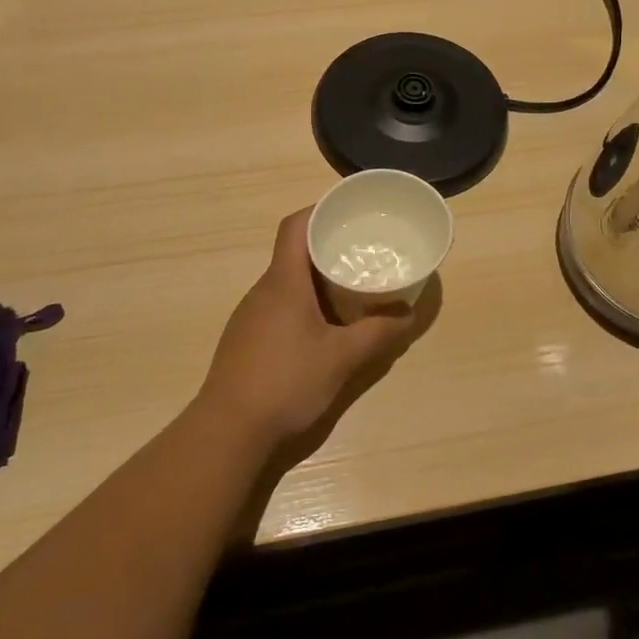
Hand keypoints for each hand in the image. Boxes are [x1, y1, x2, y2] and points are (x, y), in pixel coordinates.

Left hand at [197, 208, 423, 448]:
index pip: (295, 226)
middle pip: (293, 253)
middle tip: (362, 252)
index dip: (320, 209)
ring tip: (350, 288)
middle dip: (327, 247)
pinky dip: (304, 304)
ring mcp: (250, 315)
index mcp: (283, 282)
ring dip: (316, 279)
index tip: (349, 211)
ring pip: (287, 282)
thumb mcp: (342, 358)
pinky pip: (279, 306)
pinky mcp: (246, 339)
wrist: (229, 429)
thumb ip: (378, 333)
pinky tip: (323, 328)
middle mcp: (263, 290)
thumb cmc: (286, 381)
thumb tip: (408, 314)